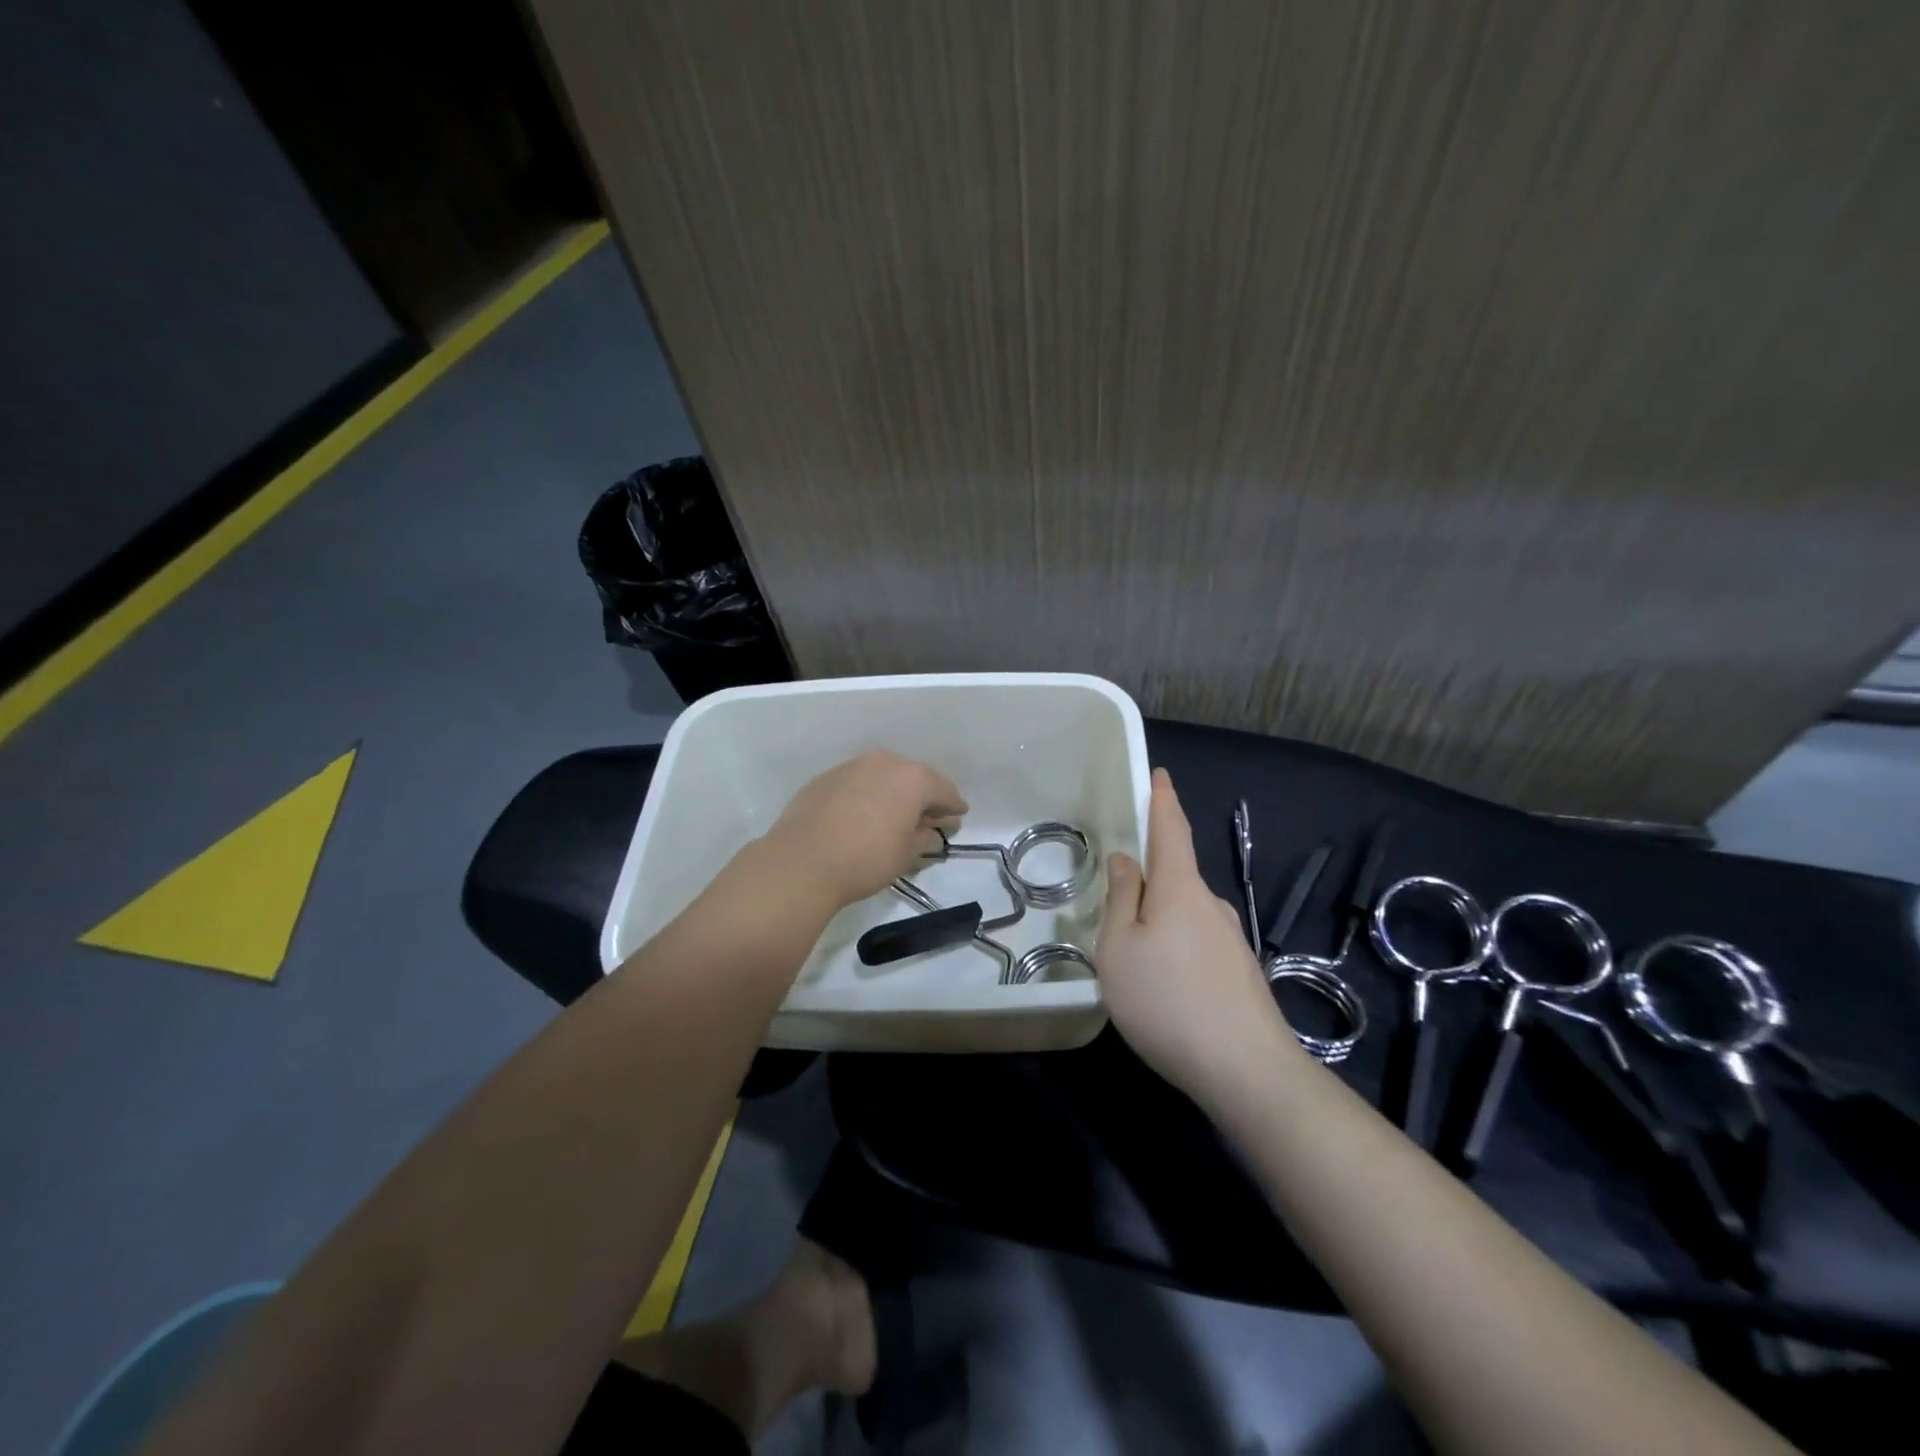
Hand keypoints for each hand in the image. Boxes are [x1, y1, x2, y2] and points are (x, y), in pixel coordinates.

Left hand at [763, 750, 967, 907]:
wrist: (801, 861)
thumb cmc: (866, 859)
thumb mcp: (906, 855)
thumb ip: (926, 838)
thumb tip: (934, 832)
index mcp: (913, 778)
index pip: (945, 791)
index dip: (954, 806)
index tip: (958, 818)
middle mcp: (885, 762)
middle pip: (914, 778)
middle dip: (924, 797)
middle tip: (928, 818)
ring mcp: (852, 766)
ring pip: (883, 776)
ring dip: (893, 793)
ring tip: (894, 816)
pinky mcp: (826, 777)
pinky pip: (857, 783)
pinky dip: (866, 795)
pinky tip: (862, 815)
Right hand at [1095, 769, 1300, 1106]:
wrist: (1247, 1071)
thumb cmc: (1168, 1000)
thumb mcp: (1120, 949)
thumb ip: (1121, 900)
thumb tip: (1127, 860)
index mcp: (1181, 888)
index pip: (1172, 828)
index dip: (1163, 799)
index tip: (1158, 774)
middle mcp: (1211, 904)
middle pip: (1176, 874)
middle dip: (1148, 876)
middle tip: (1115, 898)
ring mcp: (1230, 939)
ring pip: (1185, 914)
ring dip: (1159, 920)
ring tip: (1131, 955)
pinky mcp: (1239, 973)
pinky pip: (1197, 943)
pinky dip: (1174, 947)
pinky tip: (1162, 985)